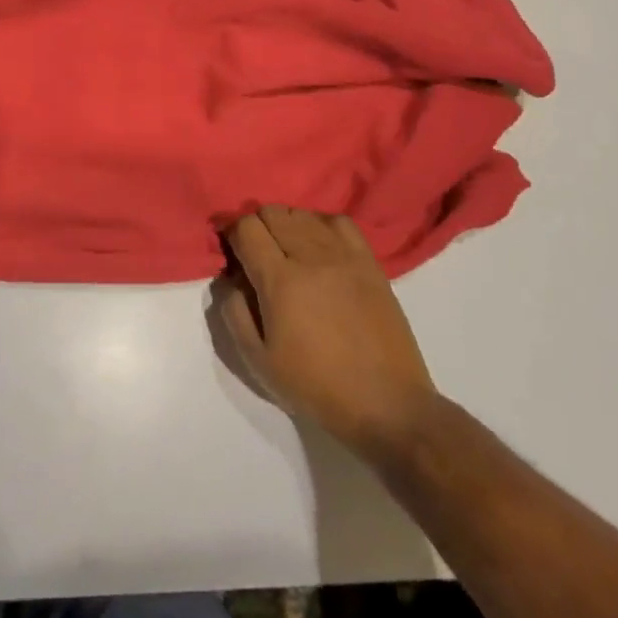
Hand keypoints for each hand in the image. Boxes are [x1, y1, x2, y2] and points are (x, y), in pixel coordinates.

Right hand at [218, 205, 438, 458]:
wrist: (387, 405)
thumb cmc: (316, 387)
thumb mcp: (259, 362)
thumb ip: (234, 312)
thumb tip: (231, 279)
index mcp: (280, 280)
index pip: (246, 228)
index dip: (231, 232)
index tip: (230, 249)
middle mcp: (311, 257)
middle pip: (272, 212)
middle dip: (256, 226)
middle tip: (255, 253)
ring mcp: (344, 256)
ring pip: (303, 213)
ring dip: (286, 224)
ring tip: (286, 250)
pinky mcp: (369, 262)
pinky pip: (339, 221)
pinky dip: (320, 224)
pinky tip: (318, 245)